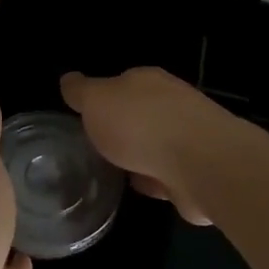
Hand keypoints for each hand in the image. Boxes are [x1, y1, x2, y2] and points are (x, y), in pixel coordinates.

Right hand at [60, 68, 230, 225]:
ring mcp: (188, 137)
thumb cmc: (140, 125)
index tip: (86, 117)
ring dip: (139, 156)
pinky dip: (155, 181)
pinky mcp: (197, 170)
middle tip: (96, 146)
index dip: (102, 98)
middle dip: (122, 128)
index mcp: (146, 81)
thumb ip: (81, 92)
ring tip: (115, 170)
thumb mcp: (96, 101)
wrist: (200, 164)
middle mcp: (171, 103)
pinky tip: (141, 189)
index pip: (121, 83)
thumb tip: (68, 79)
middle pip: (140, 113)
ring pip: (155, 144)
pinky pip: (167, 173)